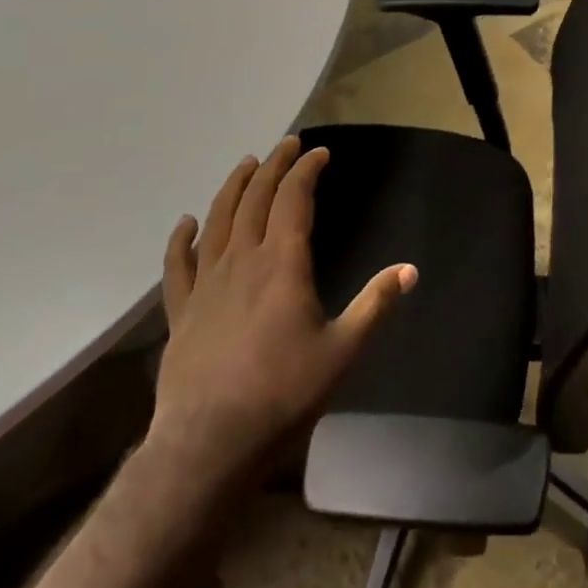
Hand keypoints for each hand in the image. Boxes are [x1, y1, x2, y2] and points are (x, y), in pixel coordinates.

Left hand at [147, 136, 416, 479]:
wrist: (211, 442)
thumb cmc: (283, 393)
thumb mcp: (343, 349)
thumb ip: (375, 304)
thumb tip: (410, 269)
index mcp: (282, 264)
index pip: (294, 200)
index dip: (306, 171)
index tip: (319, 154)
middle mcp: (242, 261)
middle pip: (255, 199)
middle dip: (273, 167)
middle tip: (286, 146)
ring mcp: (206, 284)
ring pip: (217, 220)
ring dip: (232, 188)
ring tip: (245, 165)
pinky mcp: (182, 311)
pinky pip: (178, 264)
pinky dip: (182, 239)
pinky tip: (186, 223)